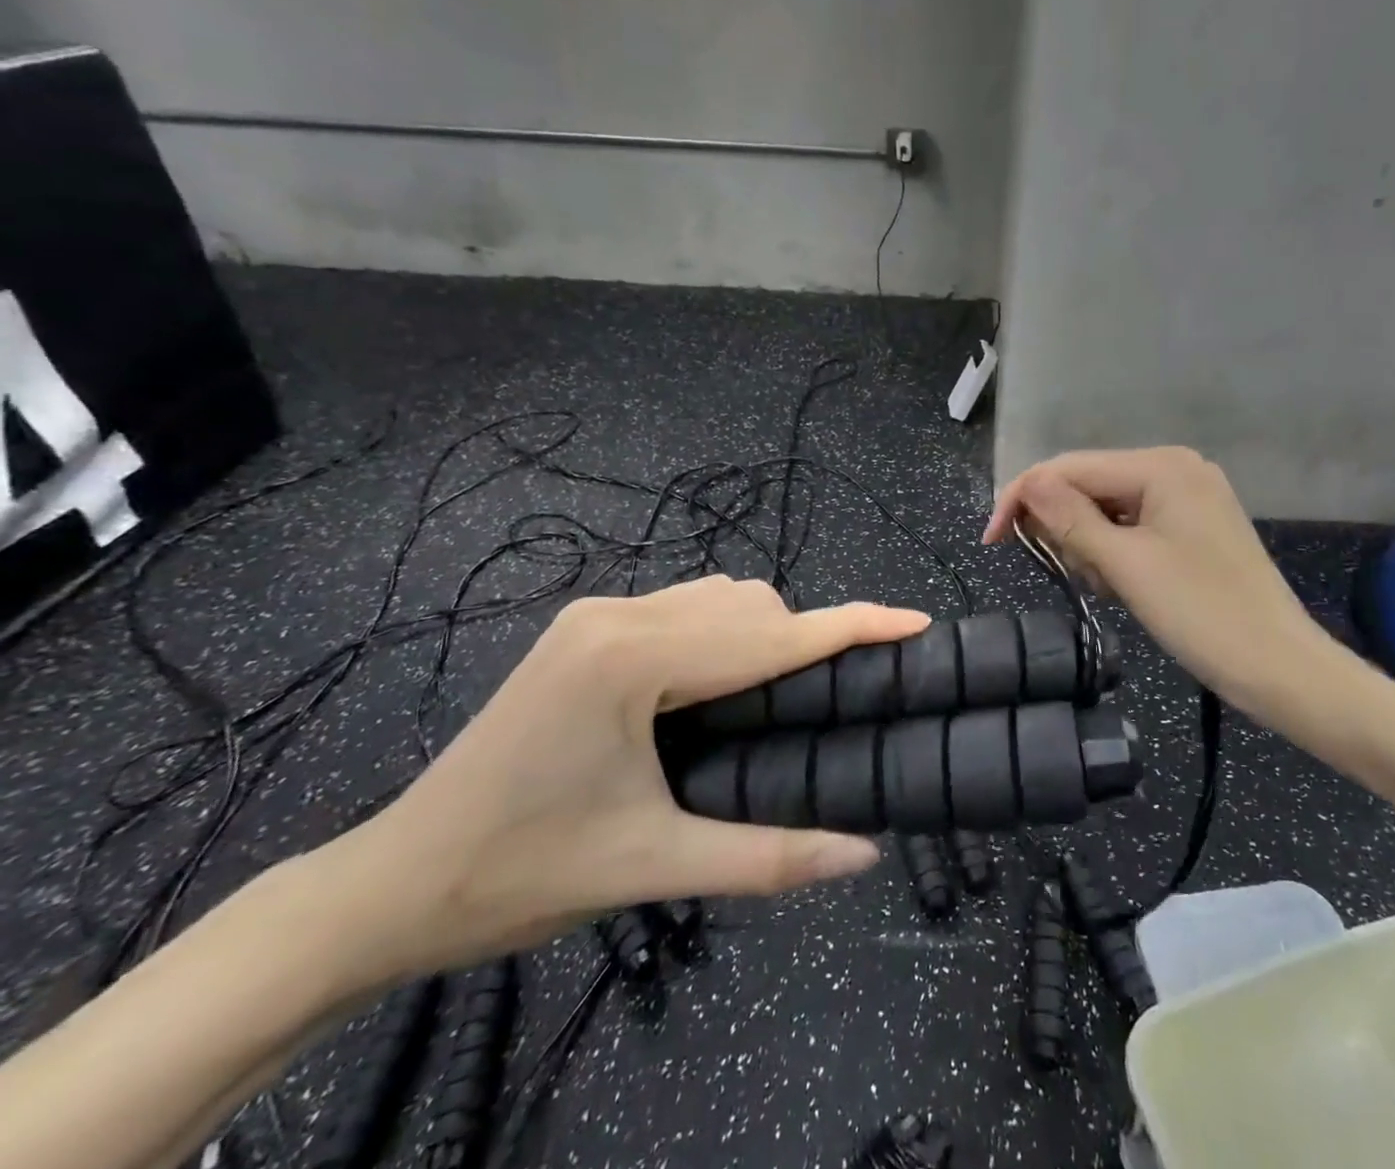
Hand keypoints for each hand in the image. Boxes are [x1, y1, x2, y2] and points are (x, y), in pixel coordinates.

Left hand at [316, 577, 927, 978]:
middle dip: (806, 640)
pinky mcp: (586, 627)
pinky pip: (685, 606)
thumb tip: (864, 854)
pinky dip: (725, 633)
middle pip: (749, 605)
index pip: (770, 634)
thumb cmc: (522, 876)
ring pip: (719, 597)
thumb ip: (770, 857)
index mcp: (632, 659)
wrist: (394, 882)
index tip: (915, 620)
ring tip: (782, 699)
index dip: (851, 627)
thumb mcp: (655, 867)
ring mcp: (597, 613)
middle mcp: (618, 614)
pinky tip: (724, 683)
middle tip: (836, 700)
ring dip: (765, 635)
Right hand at [984, 448, 1333, 717]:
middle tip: (1071, 576)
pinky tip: (1122, 585)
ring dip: (1090, 546)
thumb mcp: (1126, 565)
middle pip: (1088, 485)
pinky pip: (1132, 526)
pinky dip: (1115, 553)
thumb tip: (1028, 483)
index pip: (1070, 467)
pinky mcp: (1193, 526)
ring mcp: (1187, 496)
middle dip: (1066, 528)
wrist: (1280, 668)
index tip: (991, 541)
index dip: (1023, 498)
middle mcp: (1174, 468)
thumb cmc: (1202, 614)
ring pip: (1107, 509)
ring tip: (1107, 588)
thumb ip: (1070, 519)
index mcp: (1161, 466)